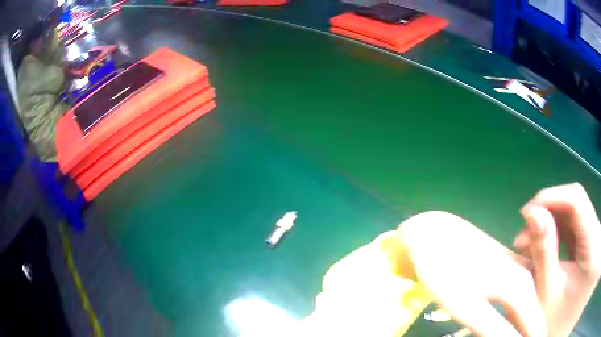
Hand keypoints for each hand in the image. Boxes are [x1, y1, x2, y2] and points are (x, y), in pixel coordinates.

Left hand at [398, 211, 546, 336]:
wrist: (432, 235)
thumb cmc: (445, 270)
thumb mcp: (468, 305)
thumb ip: (496, 328)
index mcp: (522, 288)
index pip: (536, 325)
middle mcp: (527, 277)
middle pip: (535, 315)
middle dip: (533, 333)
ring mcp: (519, 270)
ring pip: (530, 306)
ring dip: (528, 325)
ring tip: (523, 335)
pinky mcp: (508, 269)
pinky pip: (520, 297)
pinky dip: (520, 313)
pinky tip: (514, 322)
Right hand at [515, 183, 600, 336]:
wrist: (560, 333)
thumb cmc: (554, 324)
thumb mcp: (547, 293)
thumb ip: (544, 251)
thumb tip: (533, 213)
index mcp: (593, 245)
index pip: (577, 200)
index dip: (551, 198)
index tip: (526, 214)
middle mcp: (597, 234)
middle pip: (576, 205)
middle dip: (548, 214)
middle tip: (522, 236)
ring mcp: (594, 238)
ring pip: (575, 215)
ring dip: (551, 224)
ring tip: (529, 245)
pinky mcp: (590, 245)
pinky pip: (575, 228)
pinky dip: (557, 234)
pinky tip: (543, 247)